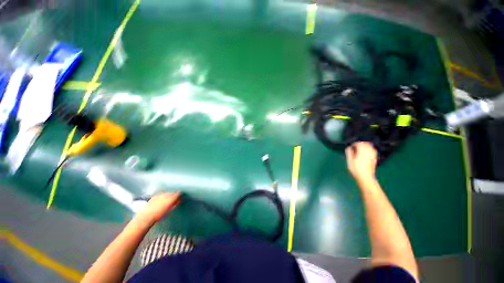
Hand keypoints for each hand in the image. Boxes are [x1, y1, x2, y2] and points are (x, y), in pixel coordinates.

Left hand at [135, 192, 180, 224]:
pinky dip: (162, 197)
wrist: (146, 216)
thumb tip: (180, 201)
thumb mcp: (170, 211)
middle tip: (173, 200)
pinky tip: (160, 201)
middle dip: (173, 195)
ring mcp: (160, 194)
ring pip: (166, 193)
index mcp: (171, 198)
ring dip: (168, 196)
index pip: (178, 193)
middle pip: (172, 193)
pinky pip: (161, 195)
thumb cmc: (160, 215)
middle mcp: (166, 194)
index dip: (179, 195)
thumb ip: (176, 205)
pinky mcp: (154, 196)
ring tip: (166, 201)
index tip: (180, 198)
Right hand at [345, 142, 377, 181]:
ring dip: (365, 146)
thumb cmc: (356, 168)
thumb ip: (349, 152)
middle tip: (355, 147)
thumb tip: (349, 147)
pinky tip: (365, 153)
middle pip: (365, 144)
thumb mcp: (349, 160)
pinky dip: (369, 150)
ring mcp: (373, 155)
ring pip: (370, 147)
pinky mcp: (374, 158)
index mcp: (362, 151)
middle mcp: (368, 151)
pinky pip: (372, 151)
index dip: (354, 144)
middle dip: (360, 144)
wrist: (365, 176)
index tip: (351, 147)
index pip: (359, 143)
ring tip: (360, 150)